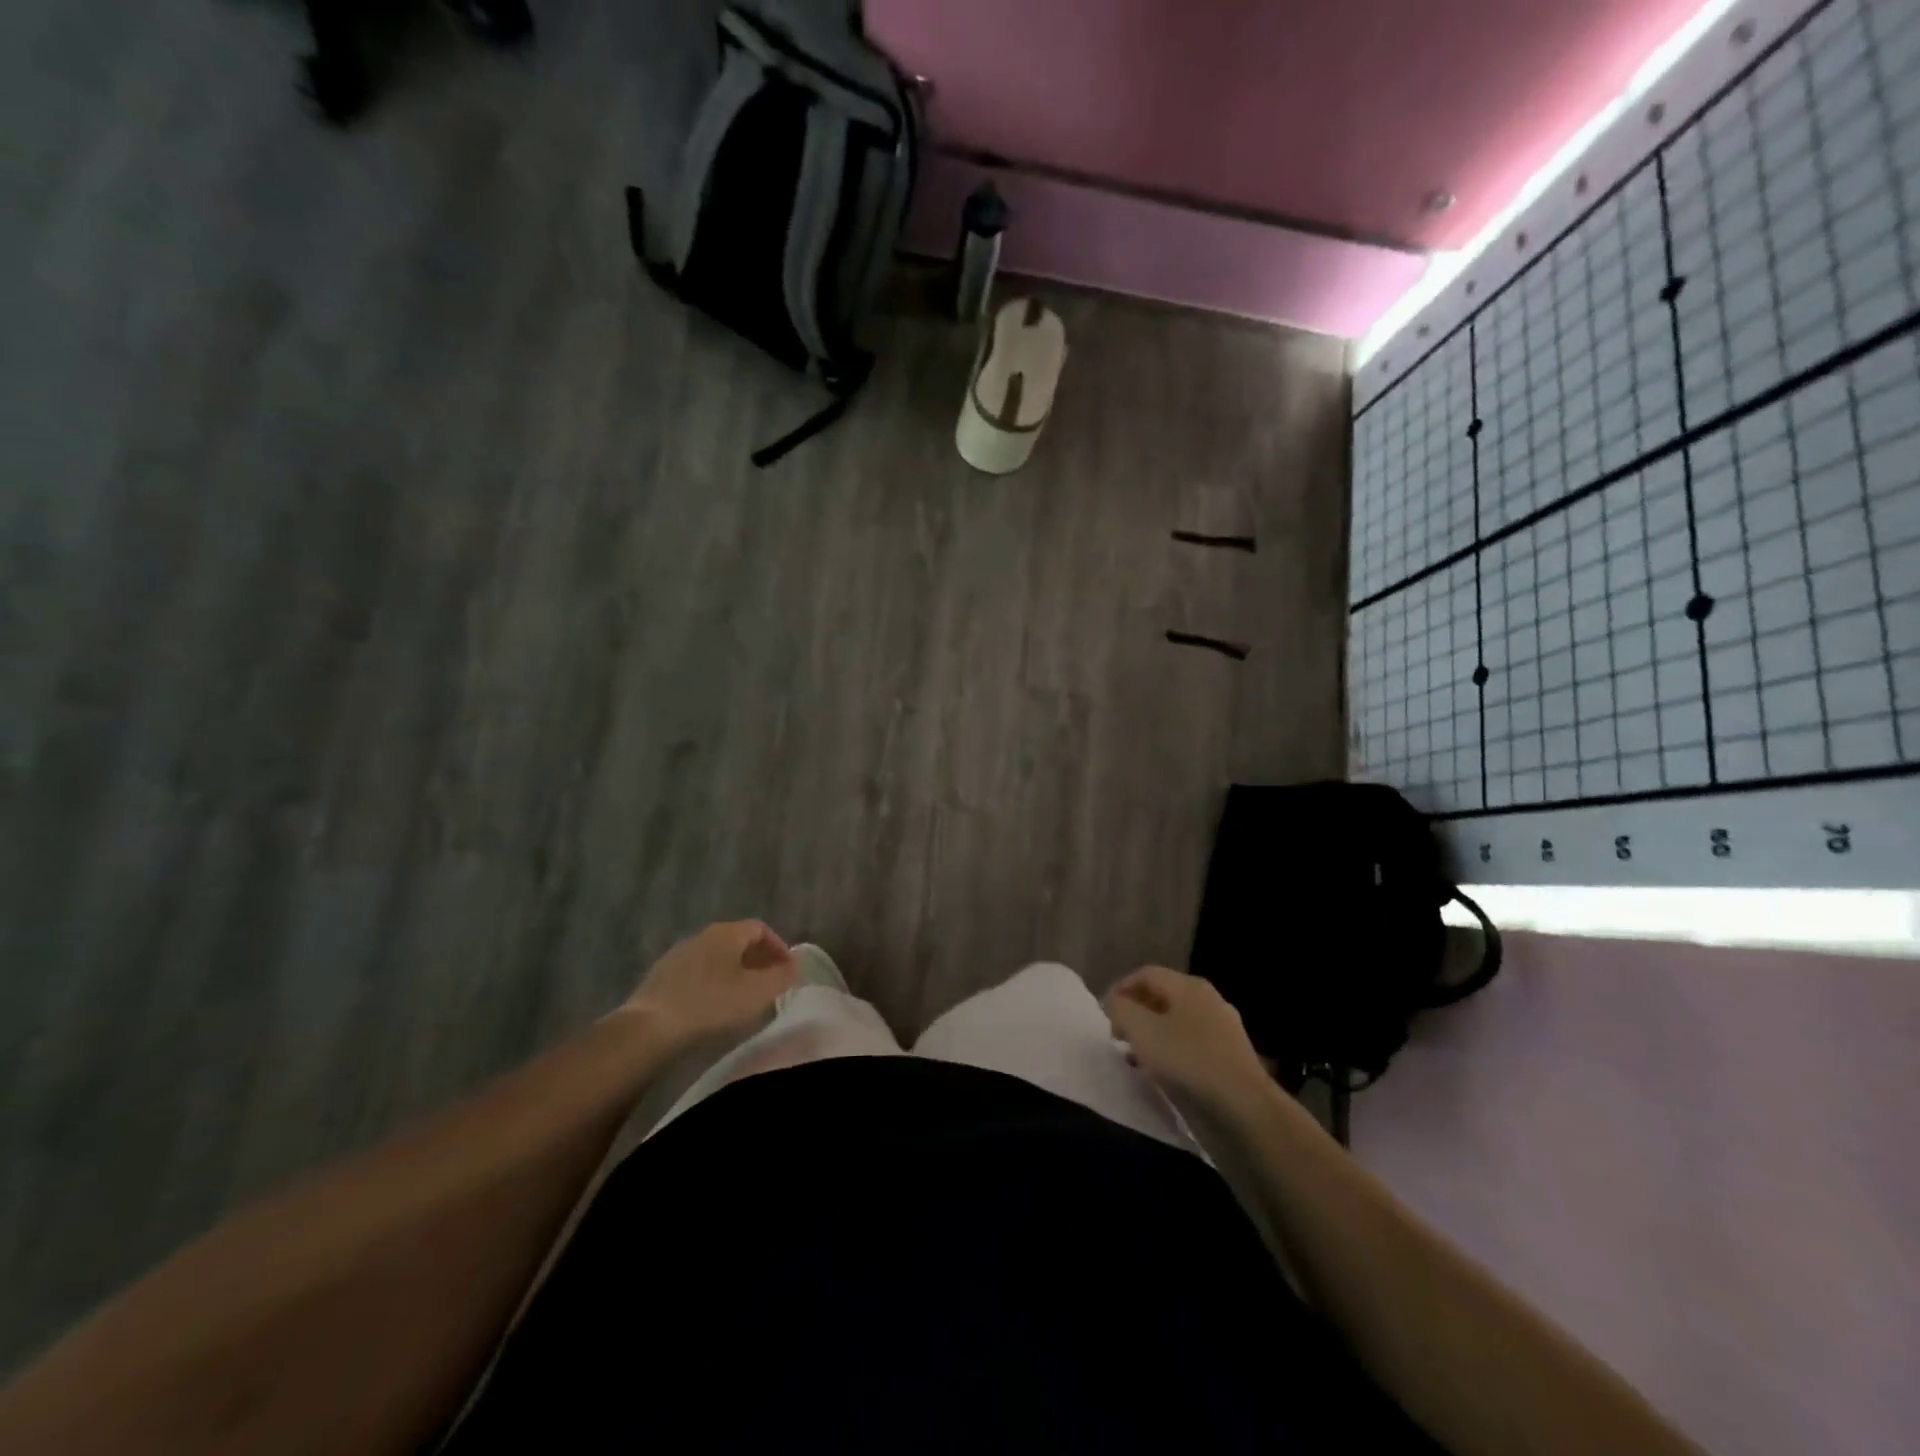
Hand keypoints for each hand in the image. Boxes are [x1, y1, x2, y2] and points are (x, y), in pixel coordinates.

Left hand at [624, 920, 796, 1051]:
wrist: (650, 1027)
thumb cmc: (712, 1003)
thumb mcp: (758, 992)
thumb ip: (782, 976)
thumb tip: (795, 965)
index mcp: (727, 932)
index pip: (760, 928)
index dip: (778, 947)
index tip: (787, 970)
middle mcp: (702, 935)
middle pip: (737, 941)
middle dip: (757, 960)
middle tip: (769, 984)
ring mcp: (678, 954)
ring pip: (716, 957)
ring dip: (734, 972)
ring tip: (742, 998)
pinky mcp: (661, 976)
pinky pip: (697, 973)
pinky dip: (712, 983)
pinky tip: (713, 1006)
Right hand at [1104, 966, 1269, 1114]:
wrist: (1244, 1108)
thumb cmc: (1187, 1060)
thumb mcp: (1141, 1030)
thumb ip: (1121, 1009)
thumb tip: (1116, 1004)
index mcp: (1189, 986)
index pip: (1146, 974)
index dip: (1120, 989)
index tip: (1103, 1014)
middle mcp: (1208, 1000)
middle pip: (1162, 996)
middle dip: (1135, 1013)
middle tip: (1117, 1035)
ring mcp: (1223, 1029)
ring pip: (1176, 1022)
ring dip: (1151, 1035)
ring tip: (1134, 1057)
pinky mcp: (1230, 1057)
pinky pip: (1191, 1045)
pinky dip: (1170, 1052)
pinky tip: (1162, 1073)